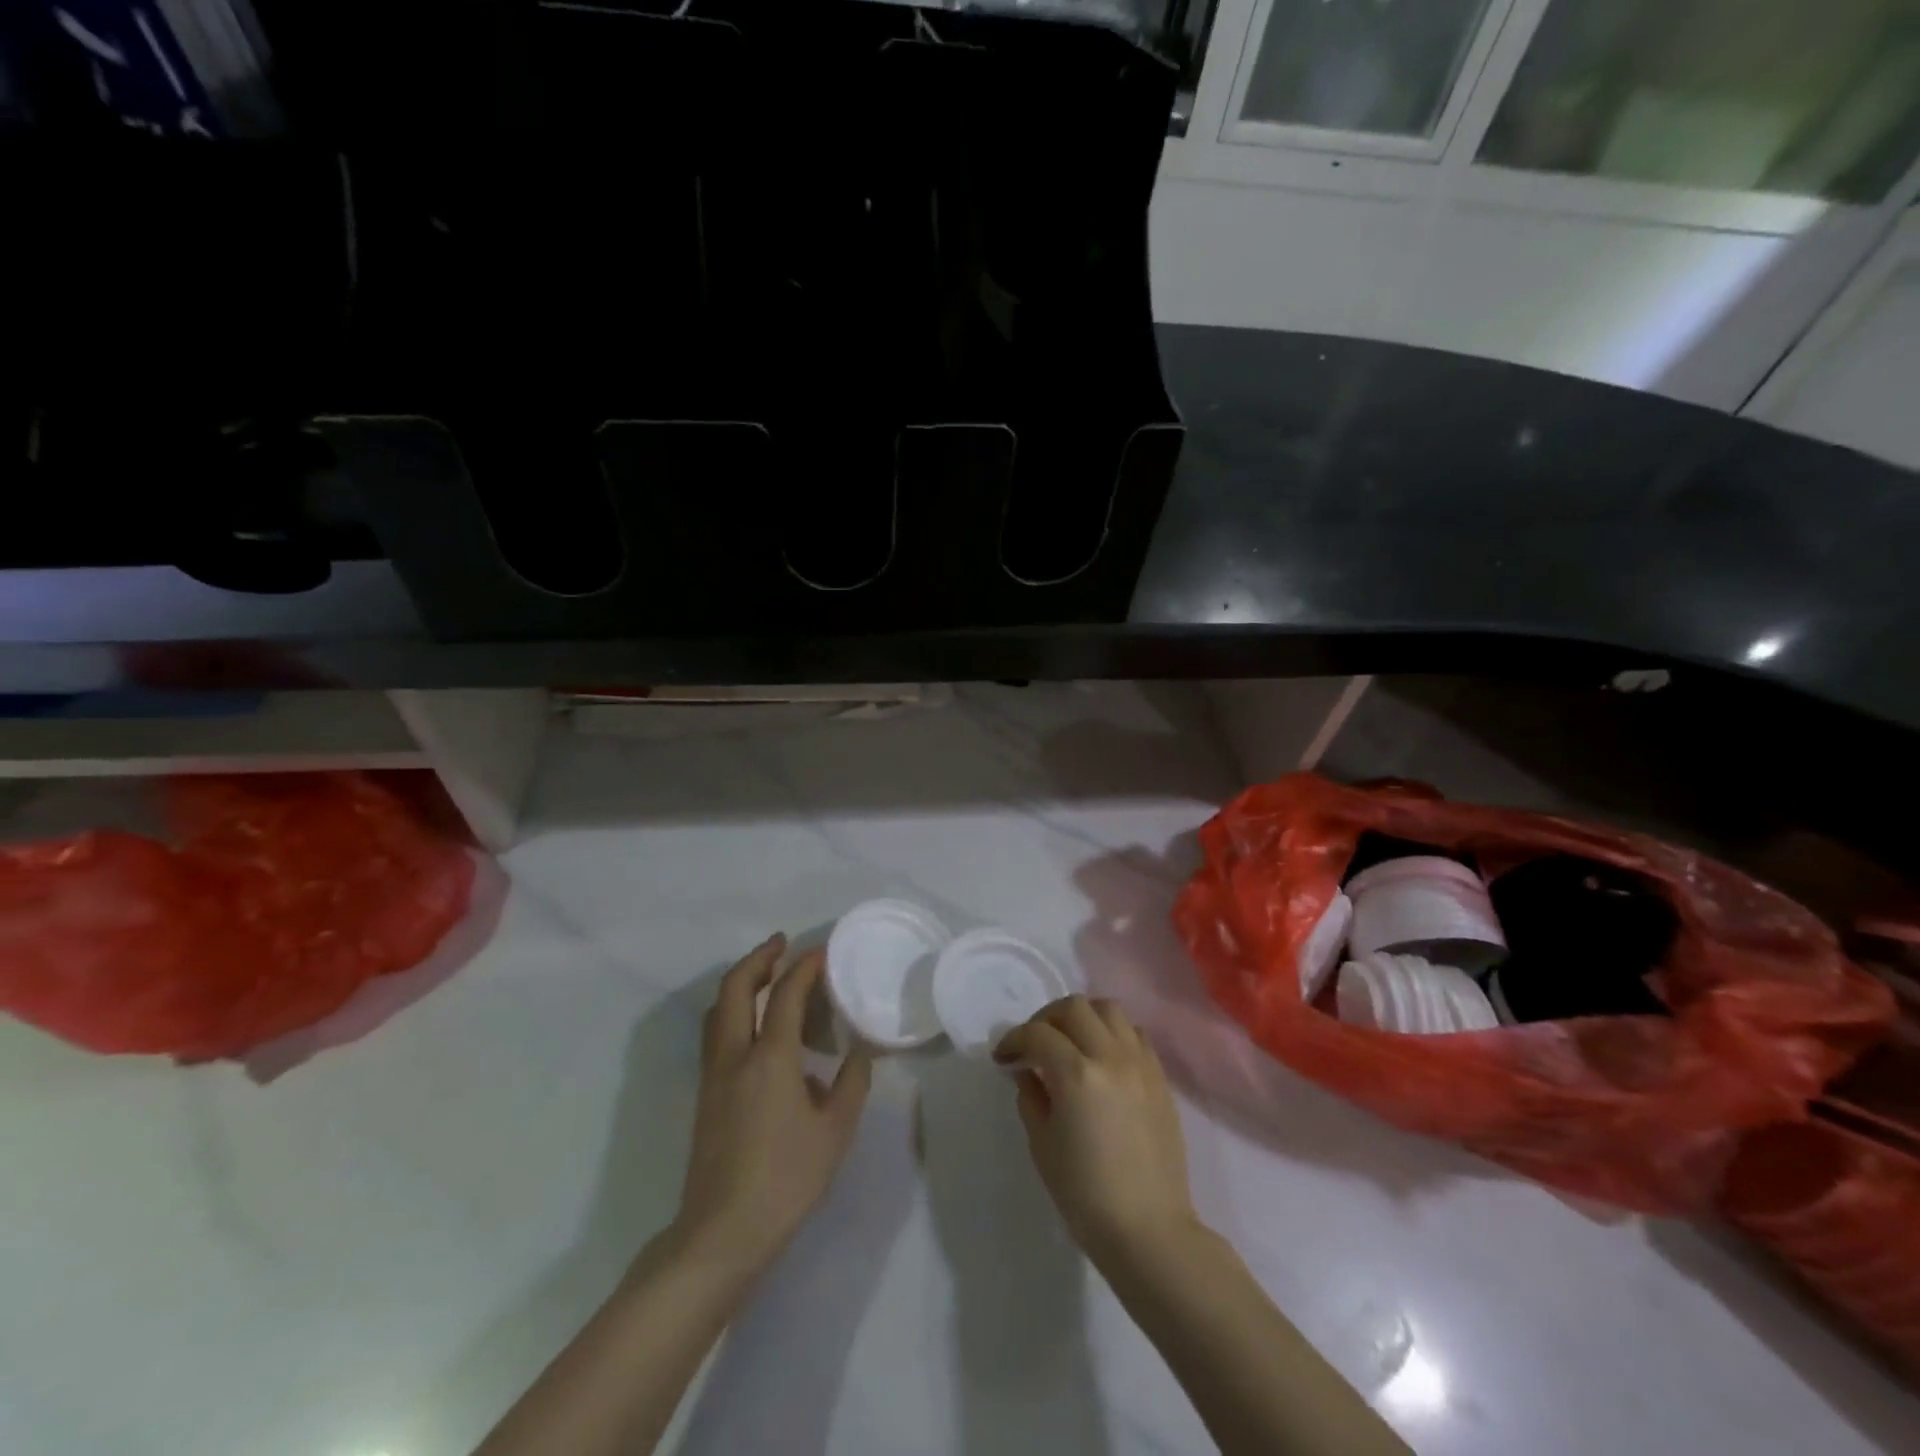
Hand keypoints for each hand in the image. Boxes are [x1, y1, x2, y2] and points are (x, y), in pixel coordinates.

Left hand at [671, 935, 872, 1277]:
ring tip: (765, 975)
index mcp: (770, 1058)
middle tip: (781, 944)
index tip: (822, 951)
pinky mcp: (706, 1094)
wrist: (722, 1232)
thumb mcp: (835, 1132)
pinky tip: (756, 1029)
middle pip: (735, 988)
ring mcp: (714, 1075)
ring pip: (717, 1009)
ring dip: (740, 982)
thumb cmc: (786, 1179)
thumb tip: (858, 1051)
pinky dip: (732, 1011)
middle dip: (758, 958)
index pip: (785, 995)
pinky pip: (716, 1033)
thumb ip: (851, 1083)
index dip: (804, 967)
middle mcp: (735, 1056)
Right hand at [996, 995, 1199, 1270]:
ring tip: (1071, 1041)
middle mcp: (1111, 1056)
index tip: (1003, 1057)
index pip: (1037, 1034)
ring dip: (1083, 1017)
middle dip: (1046, 1019)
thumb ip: (1031, 1097)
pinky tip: (1102, 1058)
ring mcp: (1141, 1063)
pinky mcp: (1160, 1077)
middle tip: (1034, 1043)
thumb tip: (1028, 1070)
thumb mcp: (1043, 1146)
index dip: (1014, 1039)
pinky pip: (1135, 1033)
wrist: (1149, 1230)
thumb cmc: (1086, 1195)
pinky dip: (1113, 1033)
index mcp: (1077, 1074)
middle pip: (1074, 1007)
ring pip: (1109, 1009)